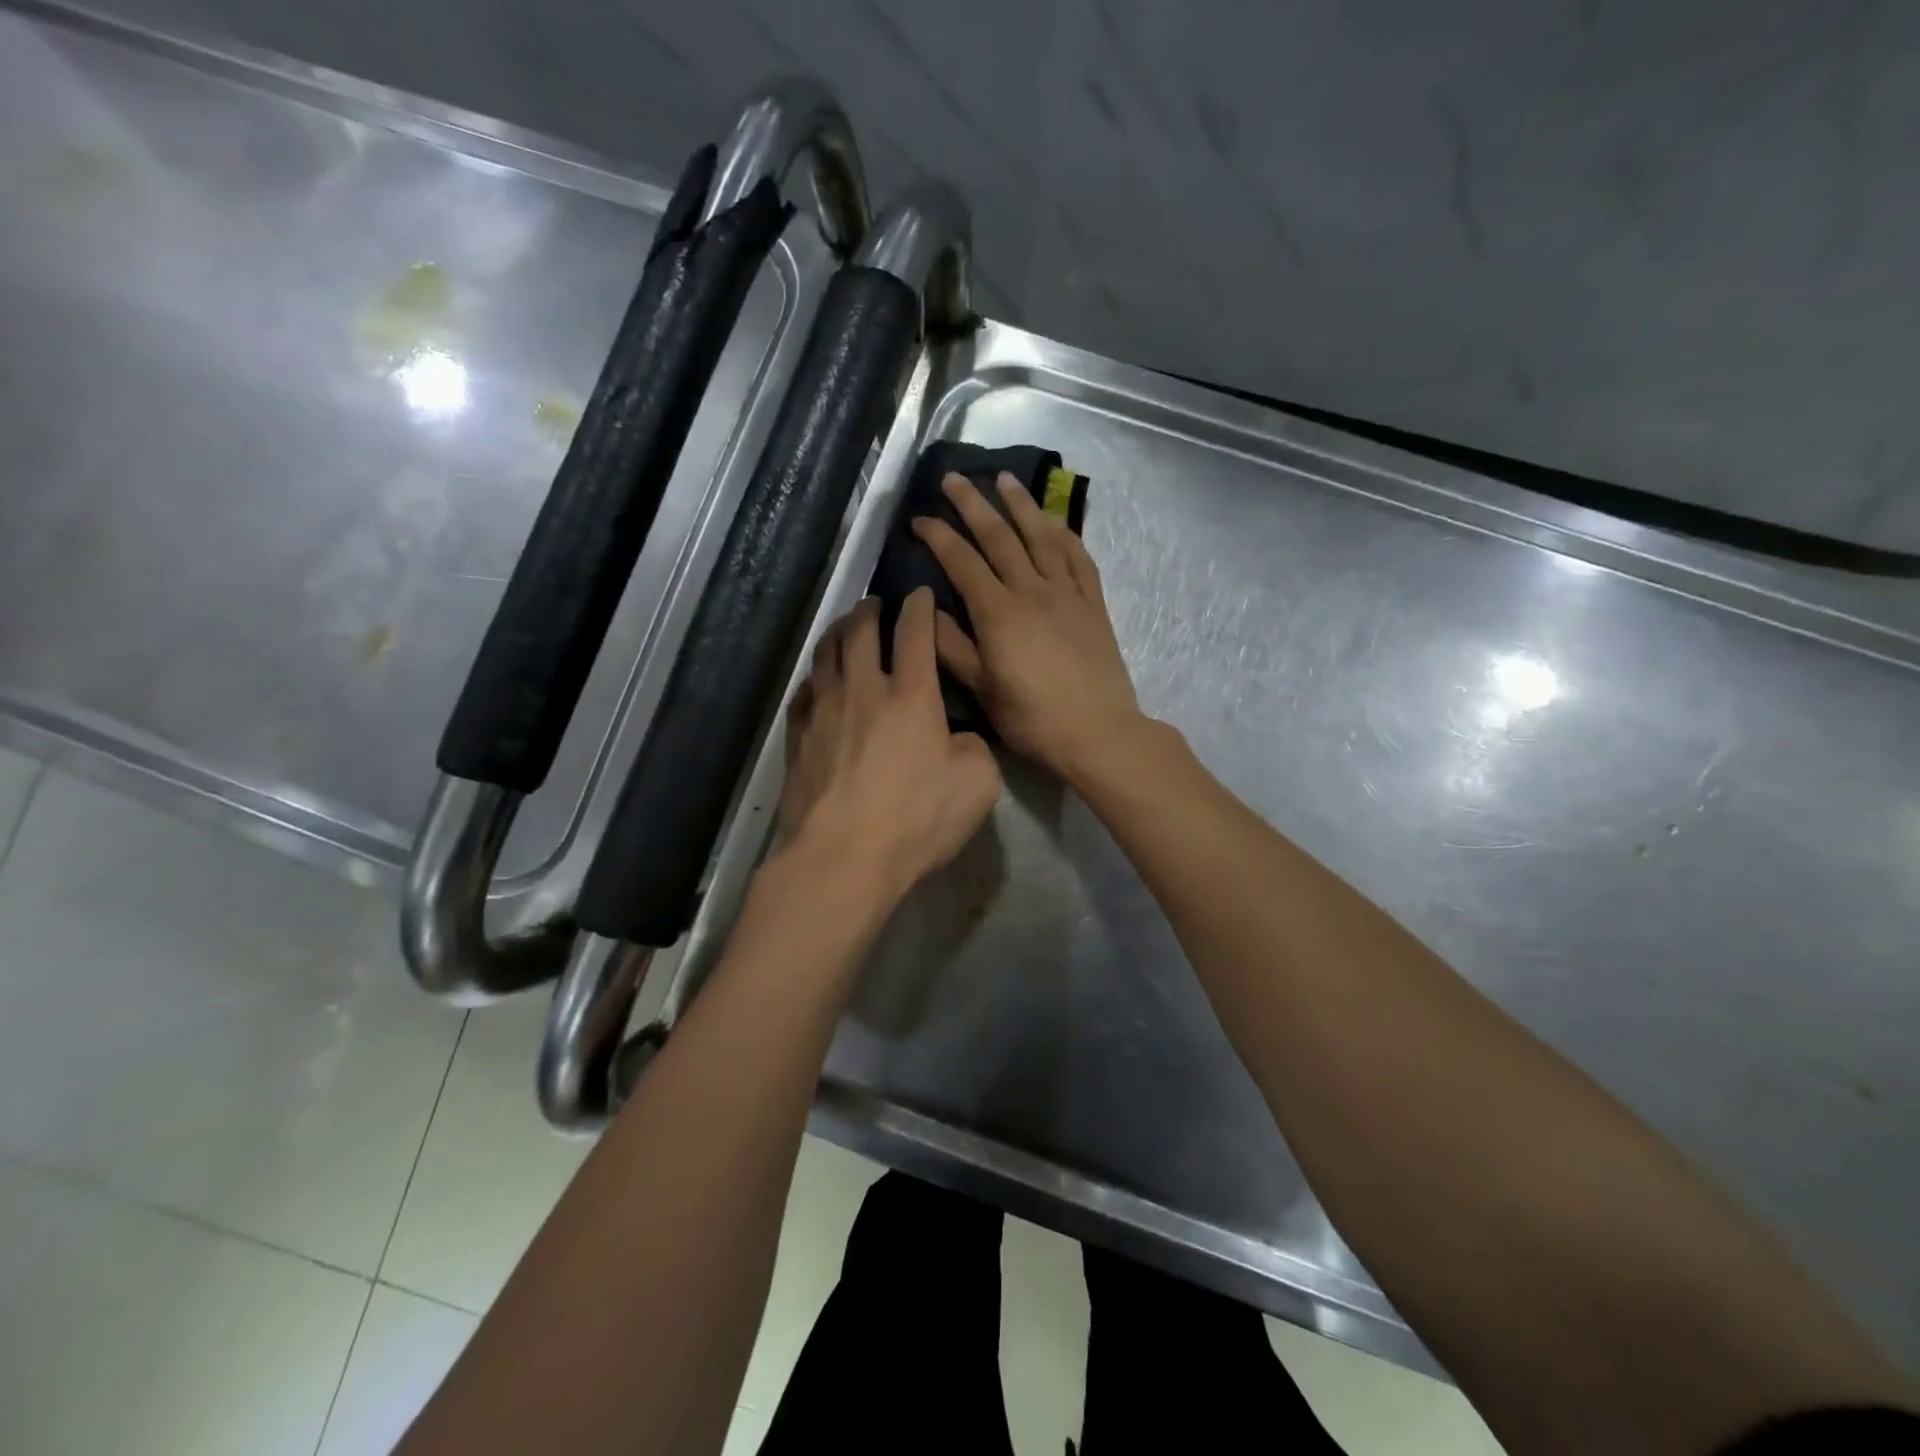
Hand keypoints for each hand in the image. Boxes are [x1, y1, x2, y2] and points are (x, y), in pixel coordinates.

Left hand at [776, 589, 1002, 907]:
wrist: (841, 858)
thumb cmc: (915, 821)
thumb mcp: (977, 786)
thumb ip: (975, 748)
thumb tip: (959, 737)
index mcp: (911, 696)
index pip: (914, 633)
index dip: (919, 607)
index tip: (920, 593)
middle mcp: (863, 690)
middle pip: (860, 631)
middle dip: (871, 609)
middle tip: (877, 602)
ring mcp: (823, 712)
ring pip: (826, 654)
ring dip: (837, 632)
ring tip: (845, 628)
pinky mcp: (797, 738)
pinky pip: (803, 692)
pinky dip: (814, 677)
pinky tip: (817, 681)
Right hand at [913, 472, 1145, 782]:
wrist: (1098, 732)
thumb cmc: (1033, 718)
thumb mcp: (982, 690)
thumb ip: (953, 647)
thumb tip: (926, 610)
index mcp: (998, 613)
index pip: (962, 562)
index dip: (939, 536)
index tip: (920, 517)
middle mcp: (1032, 591)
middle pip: (1000, 537)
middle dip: (974, 504)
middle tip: (955, 478)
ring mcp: (1067, 594)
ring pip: (1041, 537)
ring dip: (1021, 505)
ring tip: (1005, 479)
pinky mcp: (1093, 604)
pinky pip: (1079, 558)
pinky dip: (1065, 534)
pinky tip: (1054, 520)